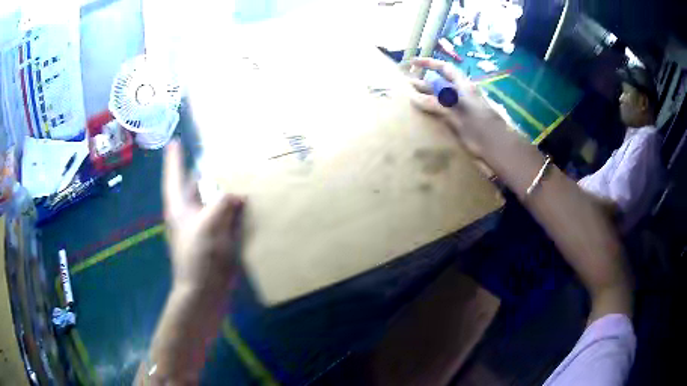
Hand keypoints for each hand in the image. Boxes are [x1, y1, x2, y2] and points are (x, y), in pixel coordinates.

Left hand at [163, 139, 244, 298]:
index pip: (173, 175)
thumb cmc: (200, 257)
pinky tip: (245, 200)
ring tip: (236, 171)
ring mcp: (201, 225)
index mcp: (179, 206)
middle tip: (218, 151)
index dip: (174, 158)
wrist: (205, 291)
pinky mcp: (214, 237)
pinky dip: (231, 205)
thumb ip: (223, 203)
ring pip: (210, 199)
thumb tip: (238, 194)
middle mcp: (188, 212)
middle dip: (203, 168)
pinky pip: (223, 214)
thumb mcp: (209, 224)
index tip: (175, 141)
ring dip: (221, 187)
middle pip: (194, 184)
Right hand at [404, 58, 518, 161]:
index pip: (444, 68)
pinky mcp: (469, 117)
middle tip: (409, 86)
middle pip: (443, 82)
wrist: (500, 148)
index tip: (413, 62)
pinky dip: (438, 107)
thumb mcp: (456, 116)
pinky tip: (432, 113)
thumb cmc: (480, 130)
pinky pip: (450, 107)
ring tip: (415, 98)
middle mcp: (466, 92)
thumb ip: (437, 105)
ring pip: (446, 95)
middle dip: (426, 82)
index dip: (428, 63)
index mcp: (464, 87)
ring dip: (431, 95)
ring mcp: (468, 105)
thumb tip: (414, 97)